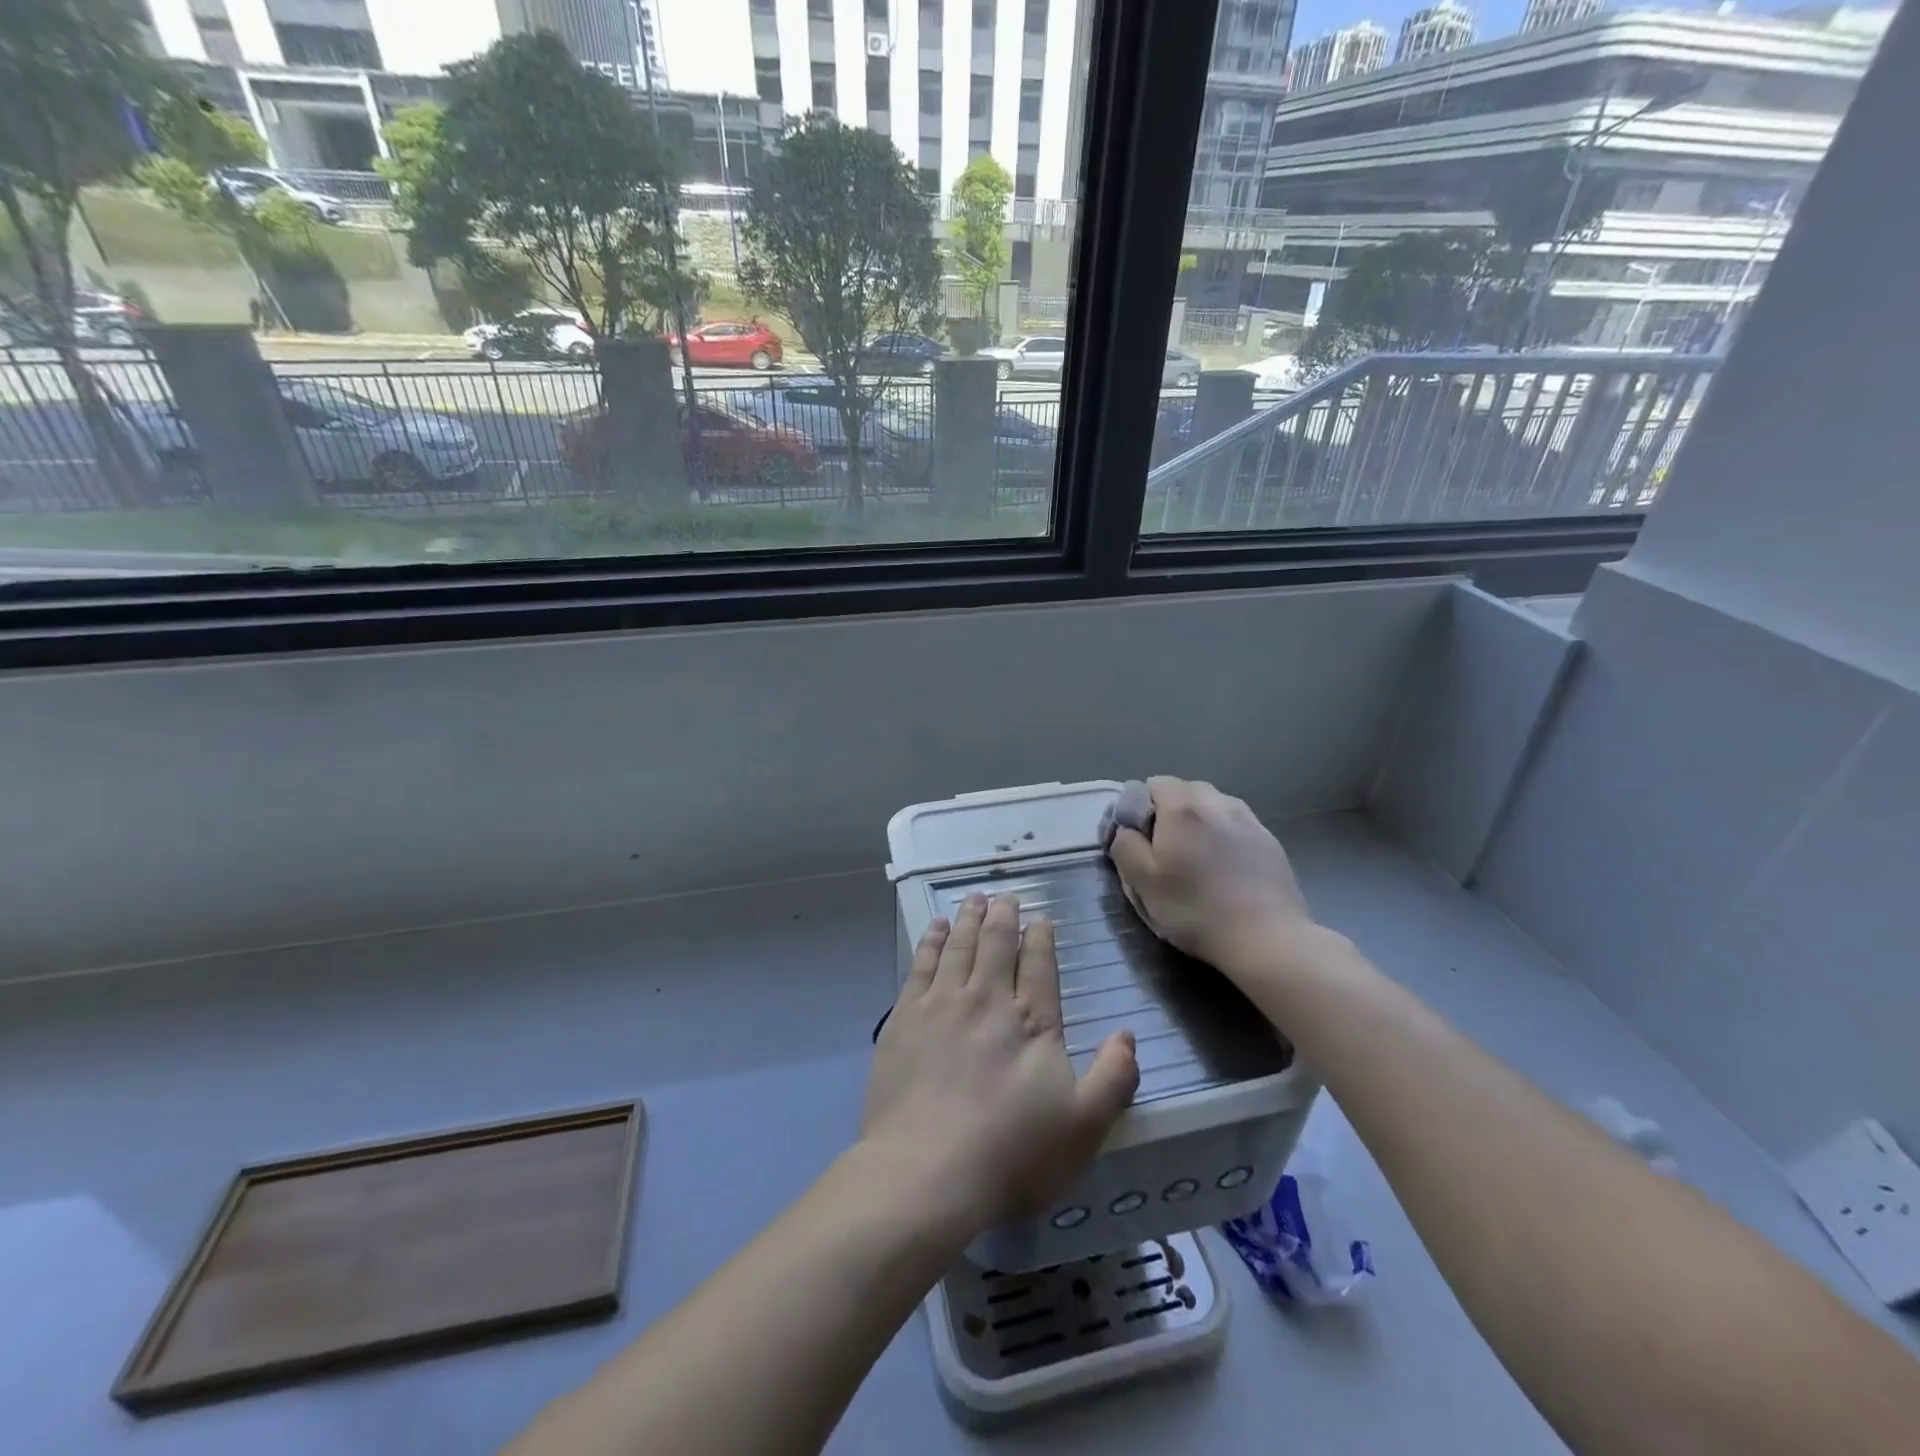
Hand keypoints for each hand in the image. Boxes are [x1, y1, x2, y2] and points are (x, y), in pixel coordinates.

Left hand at [861, 893, 1138, 1240]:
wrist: (925, 1173)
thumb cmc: (1011, 1154)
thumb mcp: (1083, 1127)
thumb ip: (1113, 1078)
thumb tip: (1128, 1034)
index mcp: (1031, 1021)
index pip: (1038, 964)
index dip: (1040, 938)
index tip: (1040, 918)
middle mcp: (986, 999)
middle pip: (996, 944)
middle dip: (1003, 917)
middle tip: (1005, 897)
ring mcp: (941, 1004)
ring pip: (958, 946)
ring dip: (968, 918)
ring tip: (974, 899)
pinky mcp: (905, 1018)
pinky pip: (921, 964)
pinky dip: (930, 941)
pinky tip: (934, 929)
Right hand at [1106, 776, 1316, 979]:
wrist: (1266, 939)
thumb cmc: (1195, 910)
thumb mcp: (1142, 883)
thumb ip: (1125, 846)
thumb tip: (1126, 830)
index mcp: (1182, 807)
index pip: (1152, 784)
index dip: (1137, 808)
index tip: (1138, 841)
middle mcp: (1217, 802)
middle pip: (1185, 790)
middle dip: (1169, 811)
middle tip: (1164, 850)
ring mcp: (1248, 819)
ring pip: (1213, 805)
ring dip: (1199, 821)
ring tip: (1196, 857)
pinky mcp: (1269, 840)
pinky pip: (1236, 824)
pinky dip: (1224, 835)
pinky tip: (1225, 867)